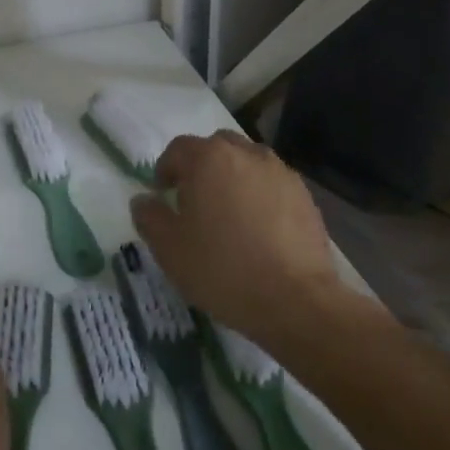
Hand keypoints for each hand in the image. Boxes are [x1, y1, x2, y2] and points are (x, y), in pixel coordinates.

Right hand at [130, 131, 360, 346]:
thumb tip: (144, 200)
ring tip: (228, 214)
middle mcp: (246, 154)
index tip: (162, 196)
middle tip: (194, 200)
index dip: (165, 169)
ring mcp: (280, 174)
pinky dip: (260, 196)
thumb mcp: (167, 247)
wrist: (295, 301)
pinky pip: (272, 185)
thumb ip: (148, 216)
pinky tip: (257, 230)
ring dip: (233, 178)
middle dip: (201, 167)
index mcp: (208, 159)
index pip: (178, 149)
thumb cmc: (221, 268)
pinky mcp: (305, 197)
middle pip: (216, 148)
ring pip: (247, 163)